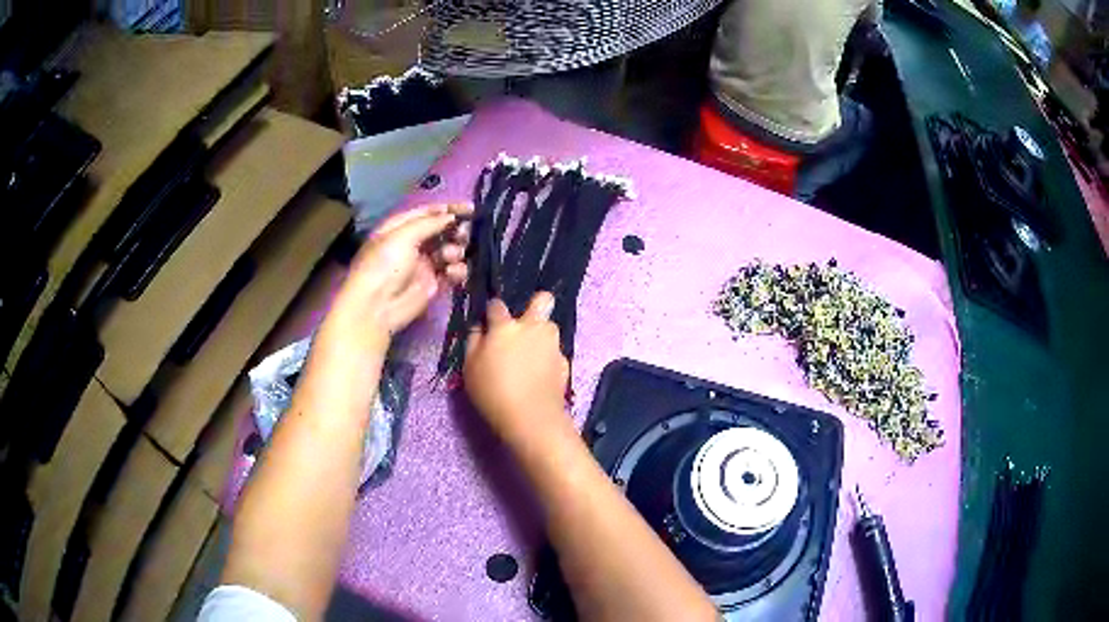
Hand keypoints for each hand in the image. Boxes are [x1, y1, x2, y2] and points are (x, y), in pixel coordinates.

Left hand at [326, 204, 471, 348]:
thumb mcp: (403, 236)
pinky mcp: (432, 284)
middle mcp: (413, 243)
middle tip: (465, 234)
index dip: (449, 209)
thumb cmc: (384, 265)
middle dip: (456, 230)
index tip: (472, 209)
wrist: (376, 307)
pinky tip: (453, 273)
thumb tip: (452, 216)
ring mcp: (423, 264)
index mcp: (401, 228)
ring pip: (450, 250)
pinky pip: (451, 272)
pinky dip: (457, 271)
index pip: (429, 212)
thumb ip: (430, 223)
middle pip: (442, 231)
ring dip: (456, 251)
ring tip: (452, 256)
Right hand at [464, 293, 570, 444]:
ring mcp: (552, 344)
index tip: (489, 322)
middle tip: (525, 323)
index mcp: (505, 327)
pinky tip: (540, 374)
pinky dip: (547, 358)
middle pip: (542, 299)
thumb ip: (474, 341)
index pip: (497, 304)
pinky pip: (554, 351)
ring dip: (541, 335)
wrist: (532, 418)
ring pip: (549, 327)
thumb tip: (479, 326)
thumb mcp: (470, 367)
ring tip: (530, 356)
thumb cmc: (493, 392)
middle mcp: (532, 328)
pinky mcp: (564, 361)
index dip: (492, 311)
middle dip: (536, 304)